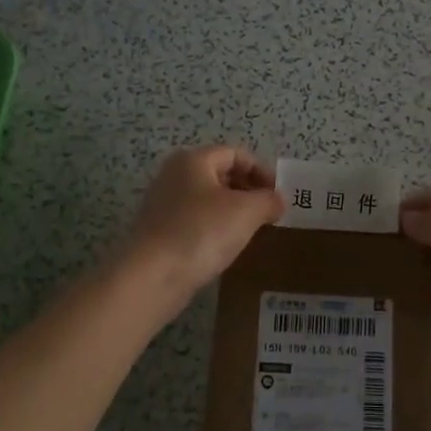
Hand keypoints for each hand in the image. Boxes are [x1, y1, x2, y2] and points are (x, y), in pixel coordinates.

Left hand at [126, 146, 284, 304]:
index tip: (278, 196)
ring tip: (252, 232)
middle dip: (248, 191)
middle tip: (269, 214)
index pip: (236, 154)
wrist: (152, 276)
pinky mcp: (159, 232)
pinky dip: (215, 229)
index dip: (262, 171)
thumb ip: (269, 200)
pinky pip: (195, 222)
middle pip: (220, 175)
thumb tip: (278, 200)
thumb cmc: (202, 232)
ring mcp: (163, 204)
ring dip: (233, 212)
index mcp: (193, 160)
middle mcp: (174, 175)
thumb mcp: (247, 211)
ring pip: (208, 200)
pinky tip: (226, 248)